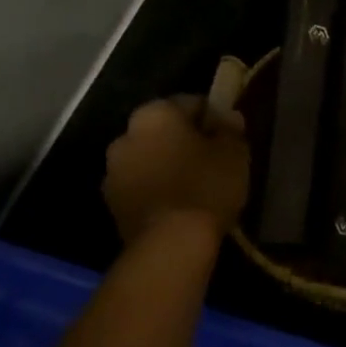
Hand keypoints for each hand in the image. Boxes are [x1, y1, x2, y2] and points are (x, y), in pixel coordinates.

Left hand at [102, 97, 248, 243]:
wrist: (170, 244)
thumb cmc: (206, 186)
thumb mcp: (234, 152)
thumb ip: (230, 129)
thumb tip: (228, 118)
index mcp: (154, 114)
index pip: (191, 103)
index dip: (213, 118)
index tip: (228, 136)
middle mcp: (126, 135)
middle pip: (164, 131)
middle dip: (185, 141)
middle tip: (213, 160)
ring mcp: (113, 171)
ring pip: (149, 158)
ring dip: (167, 165)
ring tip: (196, 186)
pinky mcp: (111, 204)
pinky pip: (141, 185)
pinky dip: (157, 189)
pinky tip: (179, 205)